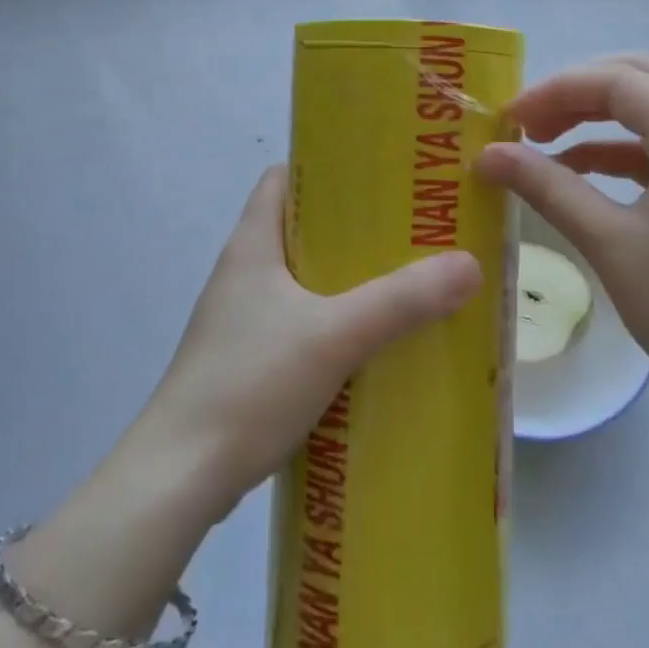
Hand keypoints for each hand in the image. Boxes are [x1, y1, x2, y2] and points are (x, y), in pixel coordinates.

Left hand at [138, 166, 481, 520]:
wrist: (179, 478)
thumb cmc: (250, 384)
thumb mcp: (335, 335)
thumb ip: (402, 300)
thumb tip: (469, 264)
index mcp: (252, 245)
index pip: (282, 178)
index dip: (325, 168)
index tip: (378, 174)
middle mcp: (243, 273)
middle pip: (301, 229)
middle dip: (353, 229)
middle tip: (410, 230)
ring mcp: (241, 320)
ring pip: (302, 281)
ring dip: (346, 280)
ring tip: (402, 283)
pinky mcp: (246, 362)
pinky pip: (299, 324)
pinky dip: (333, 324)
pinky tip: (371, 344)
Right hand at [476, 54, 648, 440]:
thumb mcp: (610, 244)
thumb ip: (547, 187)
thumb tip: (489, 153)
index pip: (616, 81)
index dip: (554, 90)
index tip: (507, 119)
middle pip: (638, 77)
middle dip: (576, 91)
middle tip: (527, 123)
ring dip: (597, 115)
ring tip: (543, 142)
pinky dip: (620, 147)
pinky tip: (580, 170)